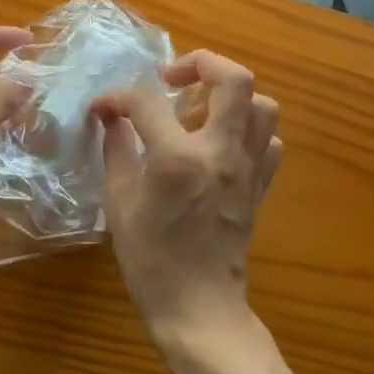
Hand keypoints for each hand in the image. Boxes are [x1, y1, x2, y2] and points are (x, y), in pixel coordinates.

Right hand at [95, 52, 281, 346]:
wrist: (199, 309)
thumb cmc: (151, 260)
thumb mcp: (119, 202)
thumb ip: (116, 150)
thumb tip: (110, 118)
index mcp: (177, 157)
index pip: (147, 100)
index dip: (119, 97)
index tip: (105, 108)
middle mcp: (220, 152)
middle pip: (234, 79)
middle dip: (201, 63)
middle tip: (173, 80)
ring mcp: (247, 169)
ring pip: (262, 105)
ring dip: (230, 96)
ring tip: (200, 110)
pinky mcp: (261, 187)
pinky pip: (269, 142)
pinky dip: (248, 132)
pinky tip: (221, 144)